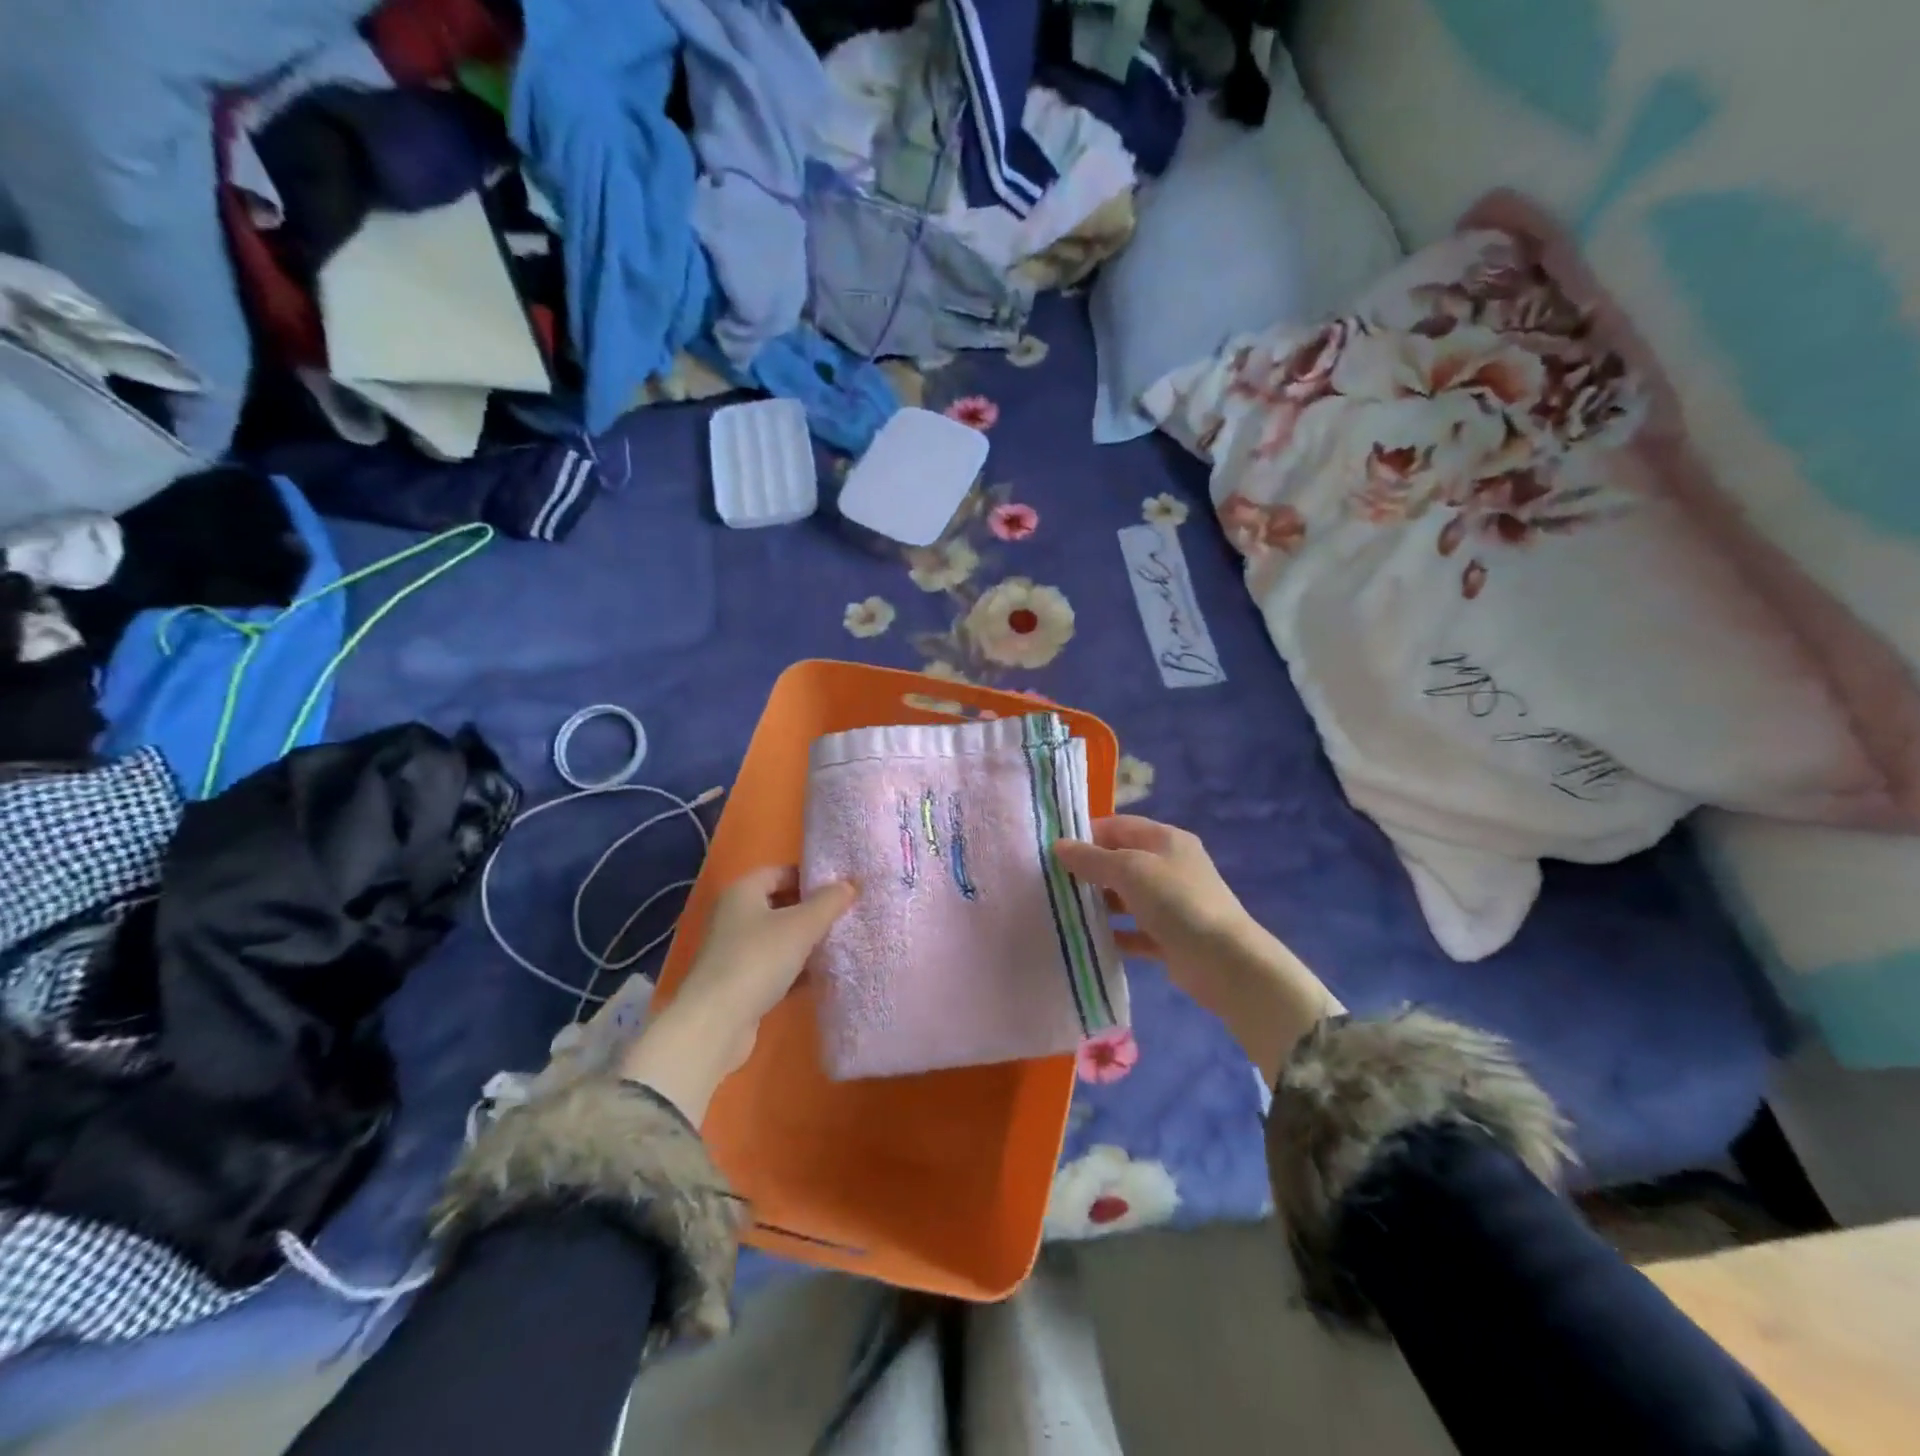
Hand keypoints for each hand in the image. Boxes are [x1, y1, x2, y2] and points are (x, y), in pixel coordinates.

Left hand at [618, 868, 855, 1123]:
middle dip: (812, 911)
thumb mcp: (802, 925)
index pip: (781, 872)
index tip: (841, 889)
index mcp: (743, 892)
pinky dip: (796, 969)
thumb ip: (829, 902)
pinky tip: (821, 976)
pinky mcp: (739, 983)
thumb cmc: (758, 960)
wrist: (716, 1023)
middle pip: (780, 904)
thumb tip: (850, 884)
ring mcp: (734, 951)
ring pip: (778, 938)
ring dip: (806, 942)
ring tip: (840, 945)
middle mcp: (734, 916)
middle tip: (846, 916)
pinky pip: (774, 967)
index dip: (811, 878)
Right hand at [1055, 817, 1342, 1081]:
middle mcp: (1169, 865)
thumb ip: (1091, 858)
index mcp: (1165, 839)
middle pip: (1120, 860)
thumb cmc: (1176, 902)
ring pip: (1125, 897)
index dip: (1086, 834)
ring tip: (1063, 911)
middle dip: (1088, 870)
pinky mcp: (1170, 936)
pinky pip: (1134, 930)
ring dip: (1098, 903)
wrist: (1225, 962)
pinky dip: (1114, 933)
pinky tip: (1088, 940)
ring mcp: (1171, 902)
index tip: (1053, 850)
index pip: (1118, 825)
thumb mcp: (1129, 871)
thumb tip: (1059, 845)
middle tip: (1052, 882)